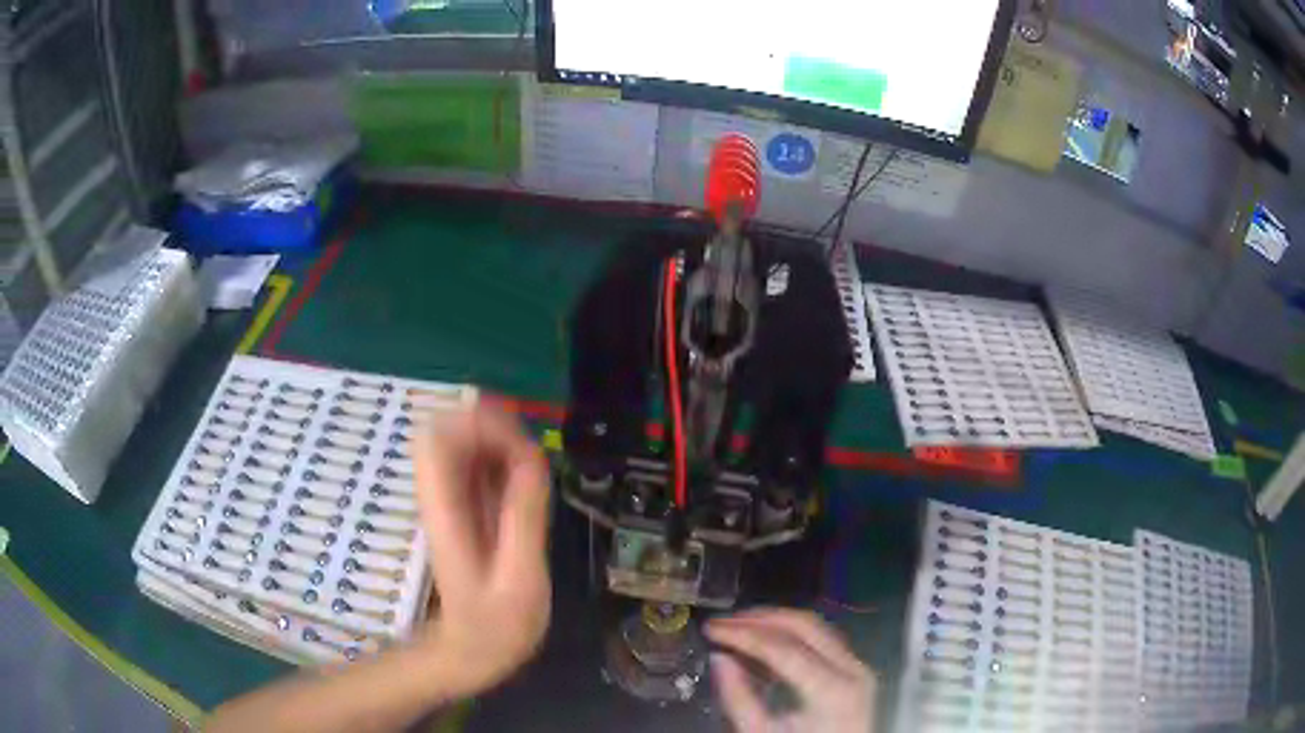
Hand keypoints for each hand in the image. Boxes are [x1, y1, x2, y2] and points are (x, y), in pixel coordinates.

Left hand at [411, 405, 551, 697]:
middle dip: (491, 426)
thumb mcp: (520, 579)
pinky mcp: (464, 508)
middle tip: (532, 455)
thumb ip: (524, 517)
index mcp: (445, 510)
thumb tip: (532, 456)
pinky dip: (503, 460)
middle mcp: (440, 496)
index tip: (522, 446)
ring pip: (462, 442)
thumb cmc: (496, 626)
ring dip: (500, 441)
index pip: (437, 439)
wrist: (471, 651)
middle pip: (447, 430)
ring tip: (534, 470)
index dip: (477, 423)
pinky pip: (477, 465)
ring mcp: (450, 500)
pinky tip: (527, 484)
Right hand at [706, 609, 875, 732]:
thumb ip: (739, 700)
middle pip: (804, 625)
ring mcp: (858, 667)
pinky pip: (824, 639)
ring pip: (816, 627)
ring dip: (776, 622)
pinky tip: (765, 643)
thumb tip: (719, 658)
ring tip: (740, 627)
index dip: (743, 633)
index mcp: (831, 689)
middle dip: (759, 619)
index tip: (710, 628)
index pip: (782, 647)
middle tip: (723, 622)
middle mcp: (852, 668)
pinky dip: (792, 635)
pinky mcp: (855, 670)